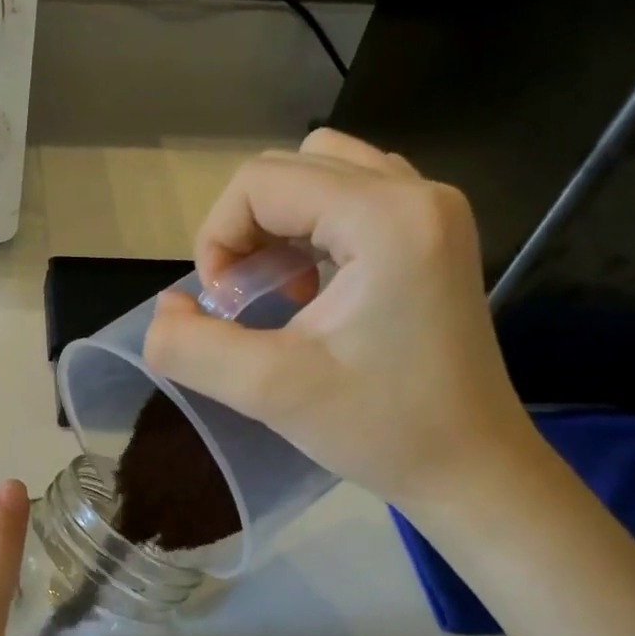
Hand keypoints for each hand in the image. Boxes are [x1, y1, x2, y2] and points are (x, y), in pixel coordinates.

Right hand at [144, 129, 543, 517]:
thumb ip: (190, 347)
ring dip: (276, 226)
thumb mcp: (268, 391)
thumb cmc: (380, 429)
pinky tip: (312, 287)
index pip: (260, 182)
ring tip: (278, 290)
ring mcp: (432, 210)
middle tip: (246, 302)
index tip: (225, 310)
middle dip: (244, 232)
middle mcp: (417, 193)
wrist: (470, 467)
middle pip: (289, 168)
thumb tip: (164, 311)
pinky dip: (311, 230)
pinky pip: (351, 198)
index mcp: (386, 218)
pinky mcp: (433, 234)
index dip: (217, 240)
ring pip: (320, 174)